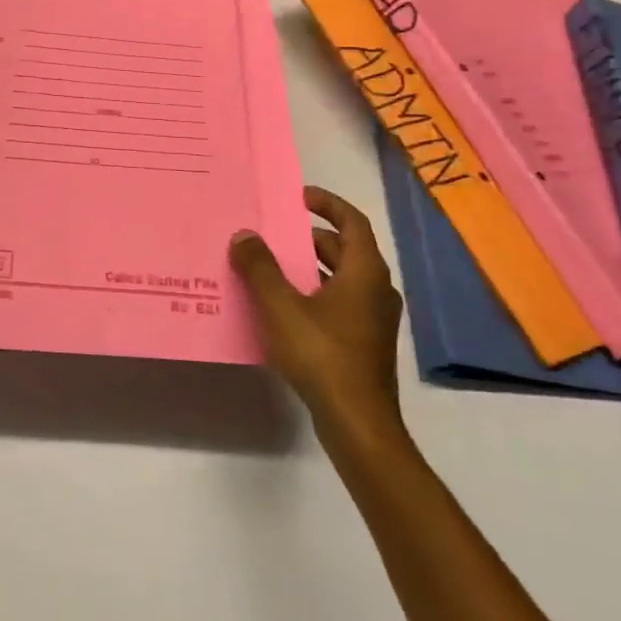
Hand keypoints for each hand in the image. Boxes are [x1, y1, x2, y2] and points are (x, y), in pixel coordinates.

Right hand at [230, 186, 403, 429]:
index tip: (299, 196)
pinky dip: (314, 293)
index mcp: (364, 272)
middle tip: (275, 234)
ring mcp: (373, 320)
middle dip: (310, 238)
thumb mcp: (280, 306)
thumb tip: (244, 235)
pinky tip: (284, 309)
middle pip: (345, 250)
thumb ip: (260, 267)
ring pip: (341, 279)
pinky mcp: (365, 344)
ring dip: (310, 267)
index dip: (327, 204)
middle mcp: (376, 290)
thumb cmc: (322, 354)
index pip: (352, 221)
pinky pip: (339, 303)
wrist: (358, 424)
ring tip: (272, 267)